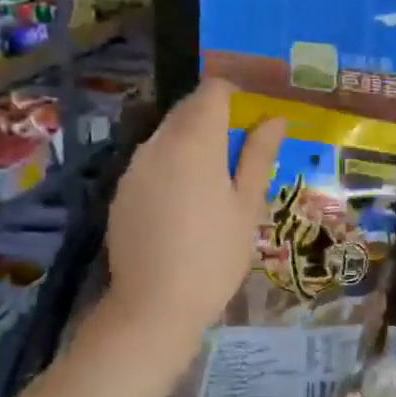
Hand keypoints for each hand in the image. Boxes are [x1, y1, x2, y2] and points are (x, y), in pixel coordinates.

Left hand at [104, 79, 283, 339]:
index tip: (254, 120)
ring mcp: (134, 167)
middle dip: (215, 118)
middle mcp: (158, 143)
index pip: (213, 91)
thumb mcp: (247, 206)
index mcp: (195, 141)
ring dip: (192, 141)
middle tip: (242, 153)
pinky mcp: (121, 190)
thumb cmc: (215, 255)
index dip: (236, 96)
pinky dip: (171, 165)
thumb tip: (274, 118)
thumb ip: (259, 156)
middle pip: (188, 109)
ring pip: (167, 134)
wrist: (154, 305)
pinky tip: (184, 204)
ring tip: (215, 182)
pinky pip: (151, 161)